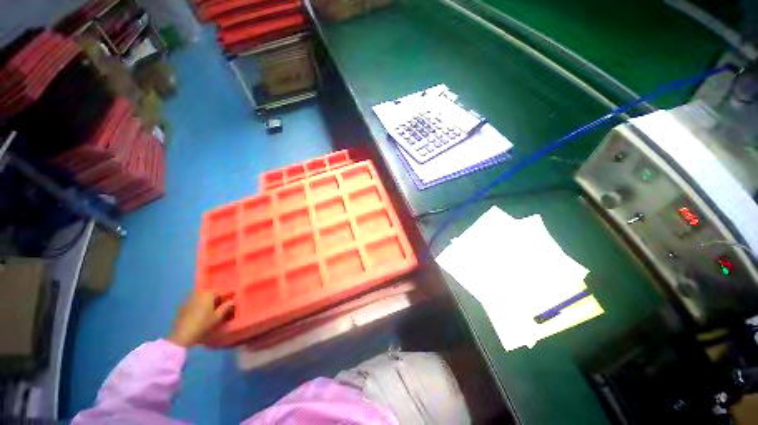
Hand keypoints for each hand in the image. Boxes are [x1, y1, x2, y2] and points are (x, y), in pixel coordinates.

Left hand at [168, 291, 233, 346]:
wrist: (182, 335)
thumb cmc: (202, 324)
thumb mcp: (217, 317)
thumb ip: (226, 307)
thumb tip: (232, 301)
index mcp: (208, 294)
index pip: (220, 291)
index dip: (227, 294)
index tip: (233, 295)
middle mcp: (198, 293)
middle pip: (211, 293)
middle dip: (218, 297)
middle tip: (224, 302)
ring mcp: (190, 299)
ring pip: (203, 297)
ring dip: (209, 300)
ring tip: (215, 307)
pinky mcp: (184, 306)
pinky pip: (196, 301)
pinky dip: (202, 303)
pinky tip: (204, 310)